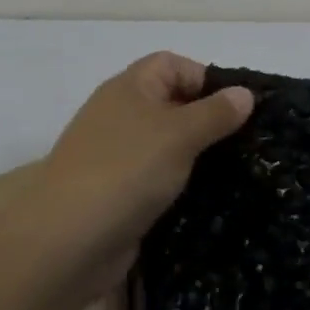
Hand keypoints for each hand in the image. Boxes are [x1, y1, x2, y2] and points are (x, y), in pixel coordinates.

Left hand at [30, 52, 252, 294]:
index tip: (235, 107)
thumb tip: (245, 93)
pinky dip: (178, 184)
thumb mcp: (181, 134)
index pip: (173, 64)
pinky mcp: (116, 194)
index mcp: (130, 87)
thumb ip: (216, 113)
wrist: (64, 244)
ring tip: (232, 170)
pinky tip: (204, 198)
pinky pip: (156, 178)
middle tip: (242, 140)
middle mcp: (120, 115)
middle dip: (206, 119)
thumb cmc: (126, 170)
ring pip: (166, 144)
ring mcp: (115, 156)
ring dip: (195, 155)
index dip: (204, 78)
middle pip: (172, 103)